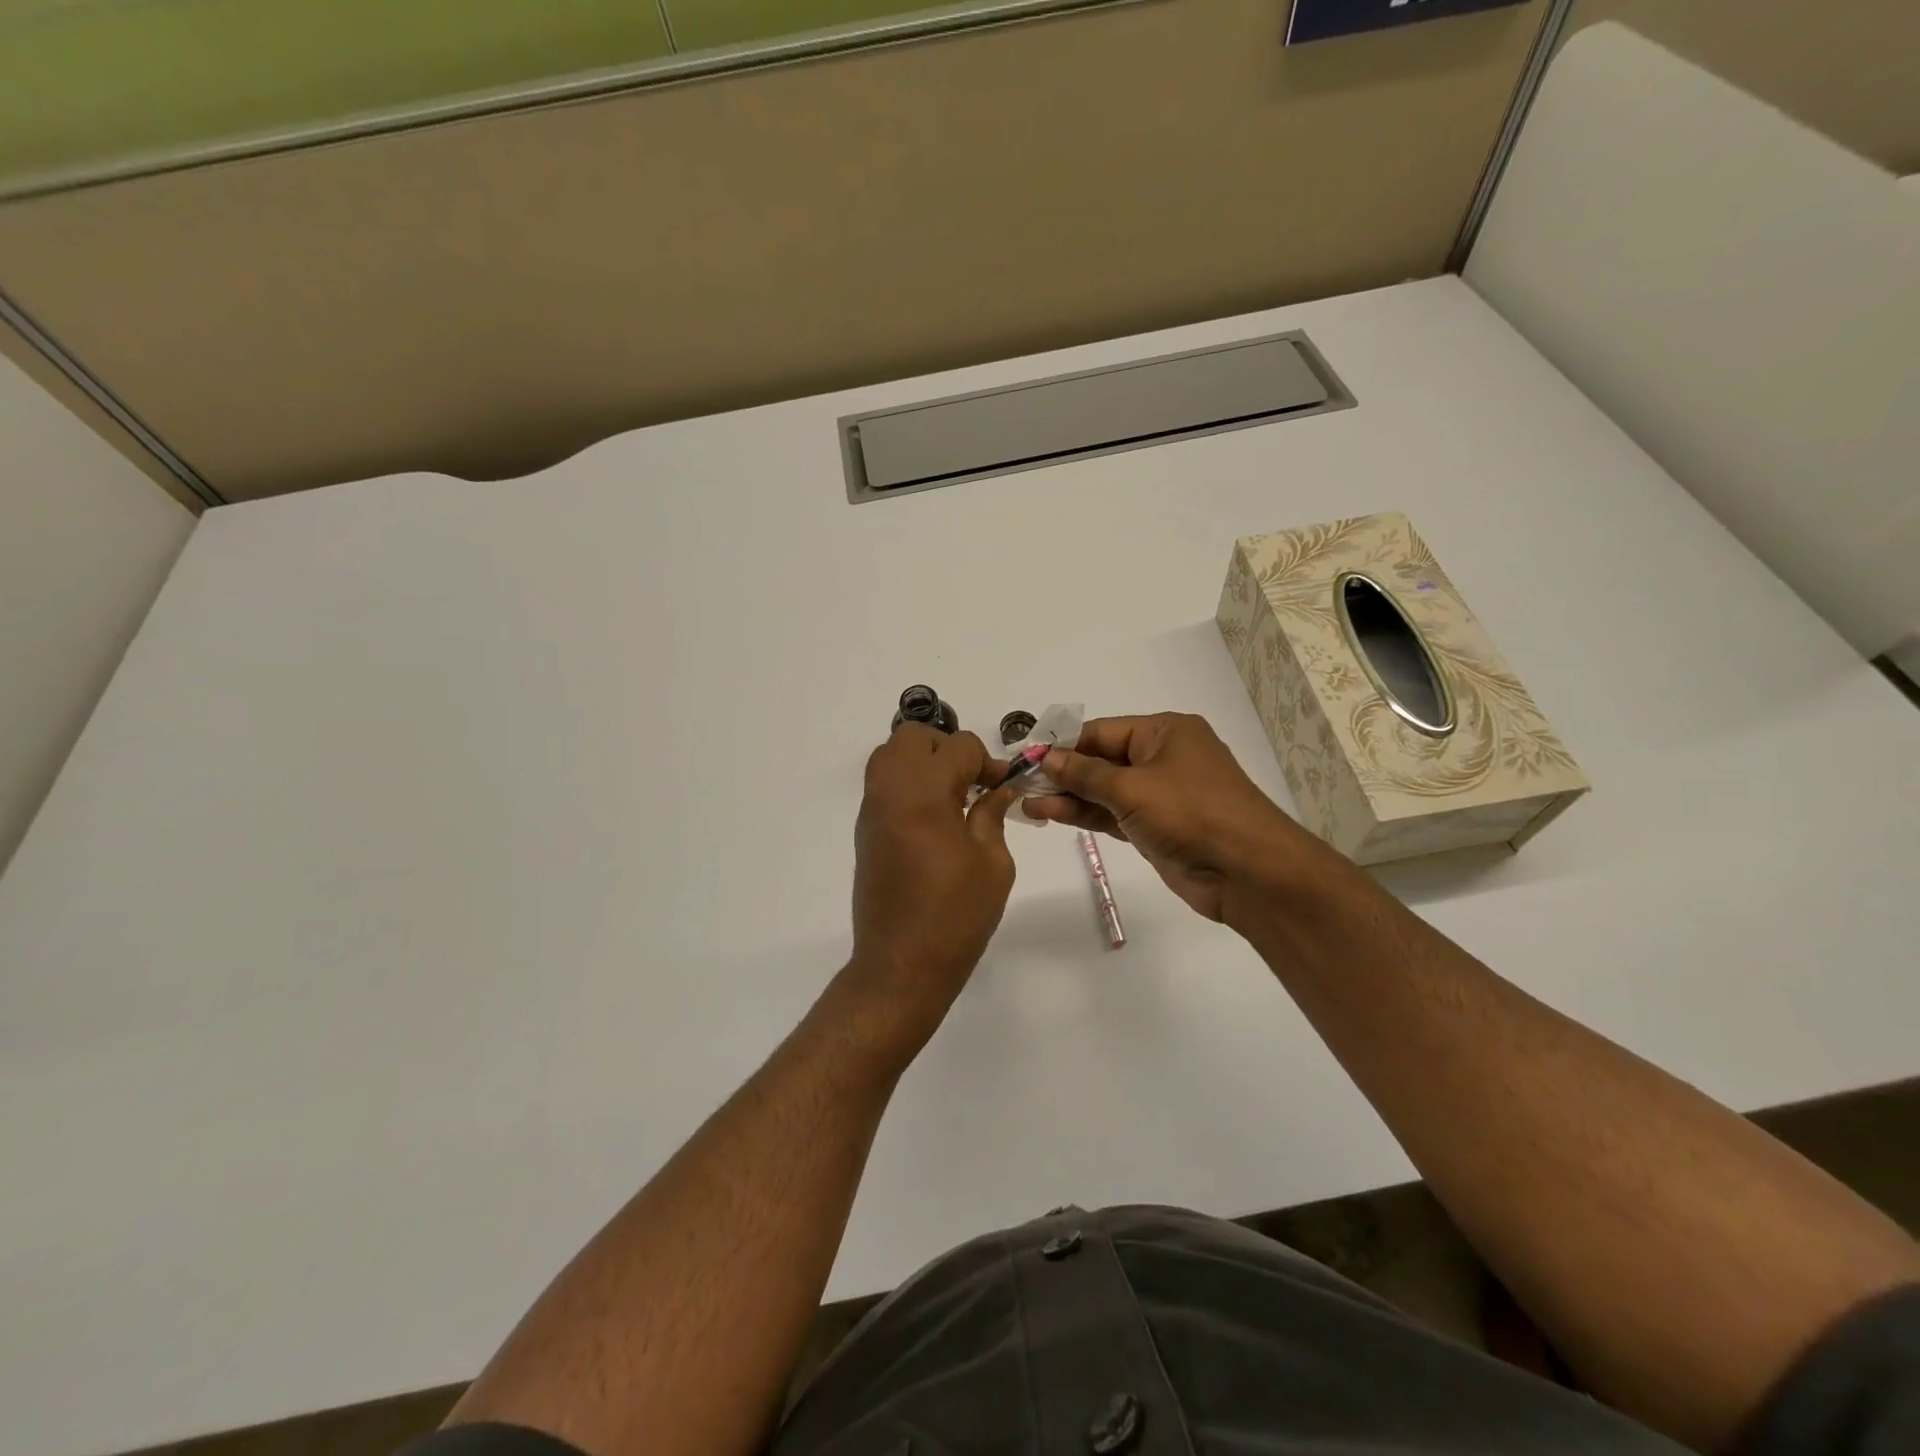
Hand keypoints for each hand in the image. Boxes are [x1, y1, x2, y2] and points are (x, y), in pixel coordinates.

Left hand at [847, 725, 1016, 1049]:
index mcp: (925, 796)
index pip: (957, 747)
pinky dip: (907, 782)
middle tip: (971, 781)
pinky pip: (883, 783)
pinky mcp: (865, 829)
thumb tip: (998, 788)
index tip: (1002, 784)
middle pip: (913, 737)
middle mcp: (891, 793)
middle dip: (947, 748)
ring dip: (923, 761)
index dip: (987, 761)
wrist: (901, 965)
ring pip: (890, 754)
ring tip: (950, 795)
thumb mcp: (993, 864)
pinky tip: (932, 816)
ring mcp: (872, 810)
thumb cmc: (957, 916)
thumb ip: (993, 814)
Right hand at [1022, 713, 1323, 922]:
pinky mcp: (1156, 827)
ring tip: (1026, 802)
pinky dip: (1085, 815)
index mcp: (1165, 732)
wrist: (1248, 872)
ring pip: (1104, 790)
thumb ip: (1085, 773)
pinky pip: (1113, 814)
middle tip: (1020, 782)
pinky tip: (1051, 814)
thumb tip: (1046, 757)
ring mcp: (1161, 795)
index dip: (1063, 744)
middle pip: (1102, 760)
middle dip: (1062, 772)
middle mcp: (1163, 758)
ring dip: (1068, 796)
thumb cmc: (1191, 813)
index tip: (1026, 756)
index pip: (1102, 731)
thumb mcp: (1133, 787)